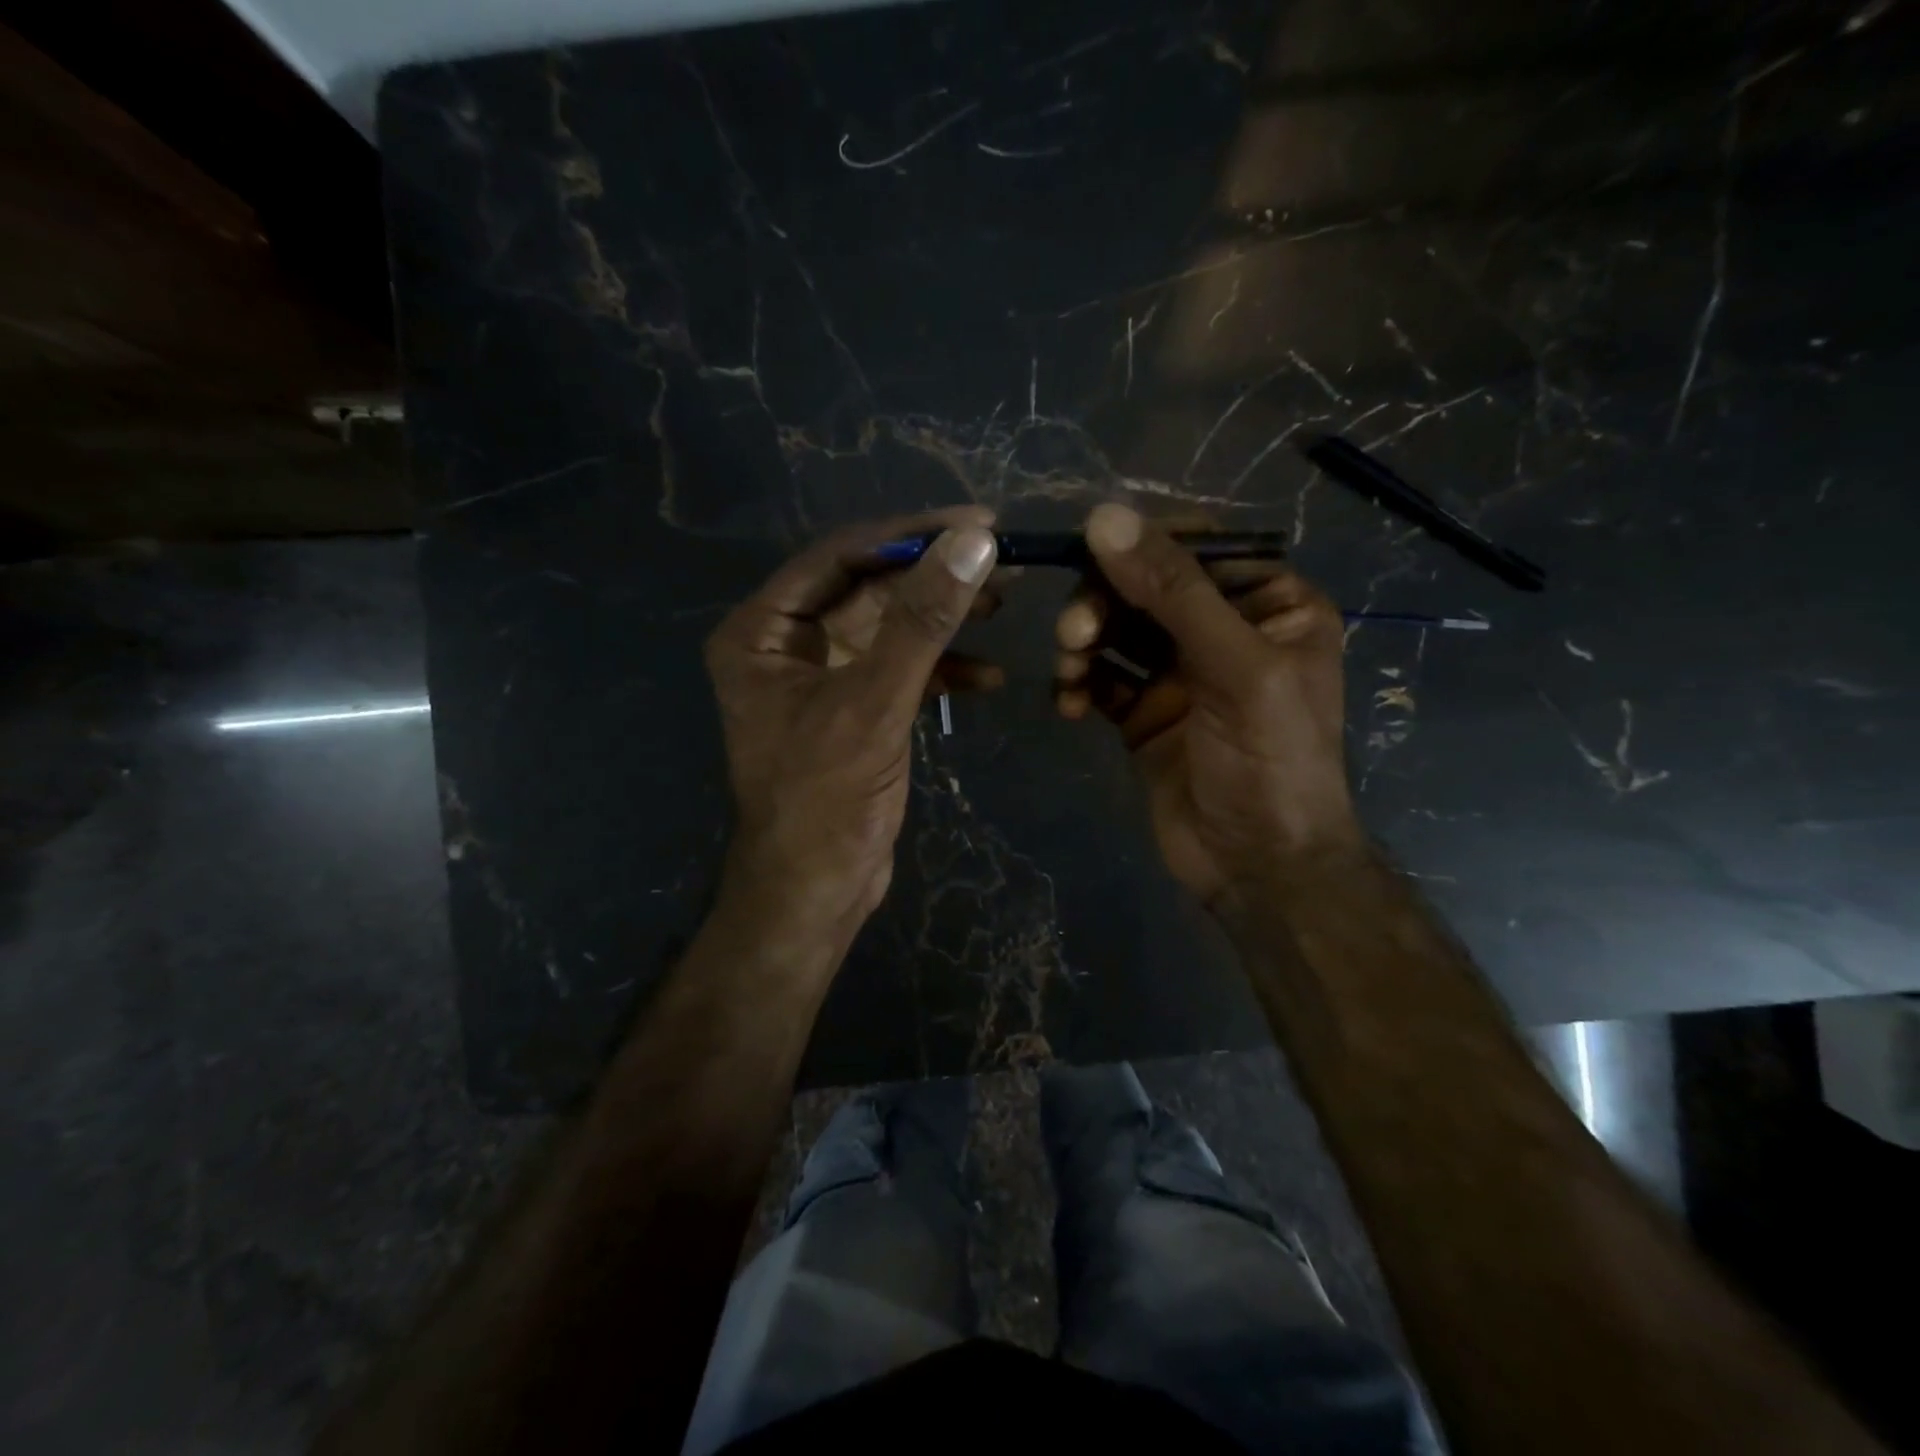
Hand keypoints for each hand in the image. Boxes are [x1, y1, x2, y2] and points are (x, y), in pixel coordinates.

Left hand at [706, 508, 1000, 933]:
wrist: (814, 893)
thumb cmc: (825, 800)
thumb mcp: (874, 704)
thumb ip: (922, 621)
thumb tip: (973, 541)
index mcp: (762, 631)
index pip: (840, 557)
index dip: (910, 535)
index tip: (978, 522)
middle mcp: (785, 644)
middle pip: (868, 588)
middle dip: (933, 579)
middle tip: (1002, 563)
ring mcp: (820, 677)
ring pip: (889, 628)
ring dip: (943, 621)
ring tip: (1003, 607)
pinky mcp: (853, 709)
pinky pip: (898, 670)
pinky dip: (941, 671)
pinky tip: (988, 679)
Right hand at [1053, 504, 1363, 909]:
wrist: (1258, 866)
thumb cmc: (1269, 761)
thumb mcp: (1235, 667)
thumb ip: (1173, 592)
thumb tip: (1104, 516)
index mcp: (1270, 604)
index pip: (1198, 547)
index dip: (1142, 545)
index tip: (1089, 553)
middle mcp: (1223, 630)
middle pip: (1145, 586)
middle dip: (1103, 602)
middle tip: (1073, 632)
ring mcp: (1179, 673)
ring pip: (1115, 629)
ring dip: (1083, 641)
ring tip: (1068, 671)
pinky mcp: (1143, 712)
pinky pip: (1099, 678)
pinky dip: (1078, 683)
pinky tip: (1067, 705)